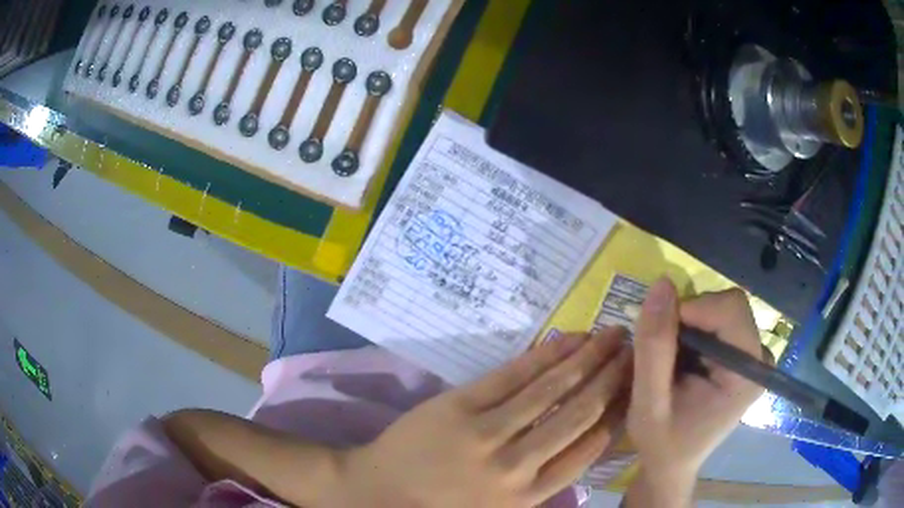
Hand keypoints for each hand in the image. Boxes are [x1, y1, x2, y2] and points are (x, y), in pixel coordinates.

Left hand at [325, 330, 631, 507]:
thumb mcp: (503, 507)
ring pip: (551, 390)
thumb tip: (590, 437)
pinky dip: (546, 354)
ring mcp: (487, 433)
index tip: (636, 387)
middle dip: (612, 379)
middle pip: (579, 414)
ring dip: (587, 359)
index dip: (618, 413)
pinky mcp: (461, 406)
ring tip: (614, 336)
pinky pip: (513, 375)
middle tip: (636, 351)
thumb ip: (546, 480)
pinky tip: (570, 338)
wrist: (381, 491)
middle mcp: (517, 466)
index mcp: (530, 495)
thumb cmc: (446, 503)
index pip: (590, 448)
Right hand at [625, 279, 766, 506]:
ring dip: (690, 325)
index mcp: (747, 375)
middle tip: (664, 353)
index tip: (660, 336)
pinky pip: (721, 322)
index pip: (730, 309)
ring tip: (672, 362)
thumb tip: (661, 284)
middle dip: (690, 319)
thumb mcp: (648, 402)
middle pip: (728, 305)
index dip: (692, 310)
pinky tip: (683, 361)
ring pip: (722, 309)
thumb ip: (654, 347)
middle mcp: (759, 360)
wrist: (672, 465)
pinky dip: (695, 331)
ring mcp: (754, 358)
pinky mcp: (744, 357)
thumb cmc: (662, 443)